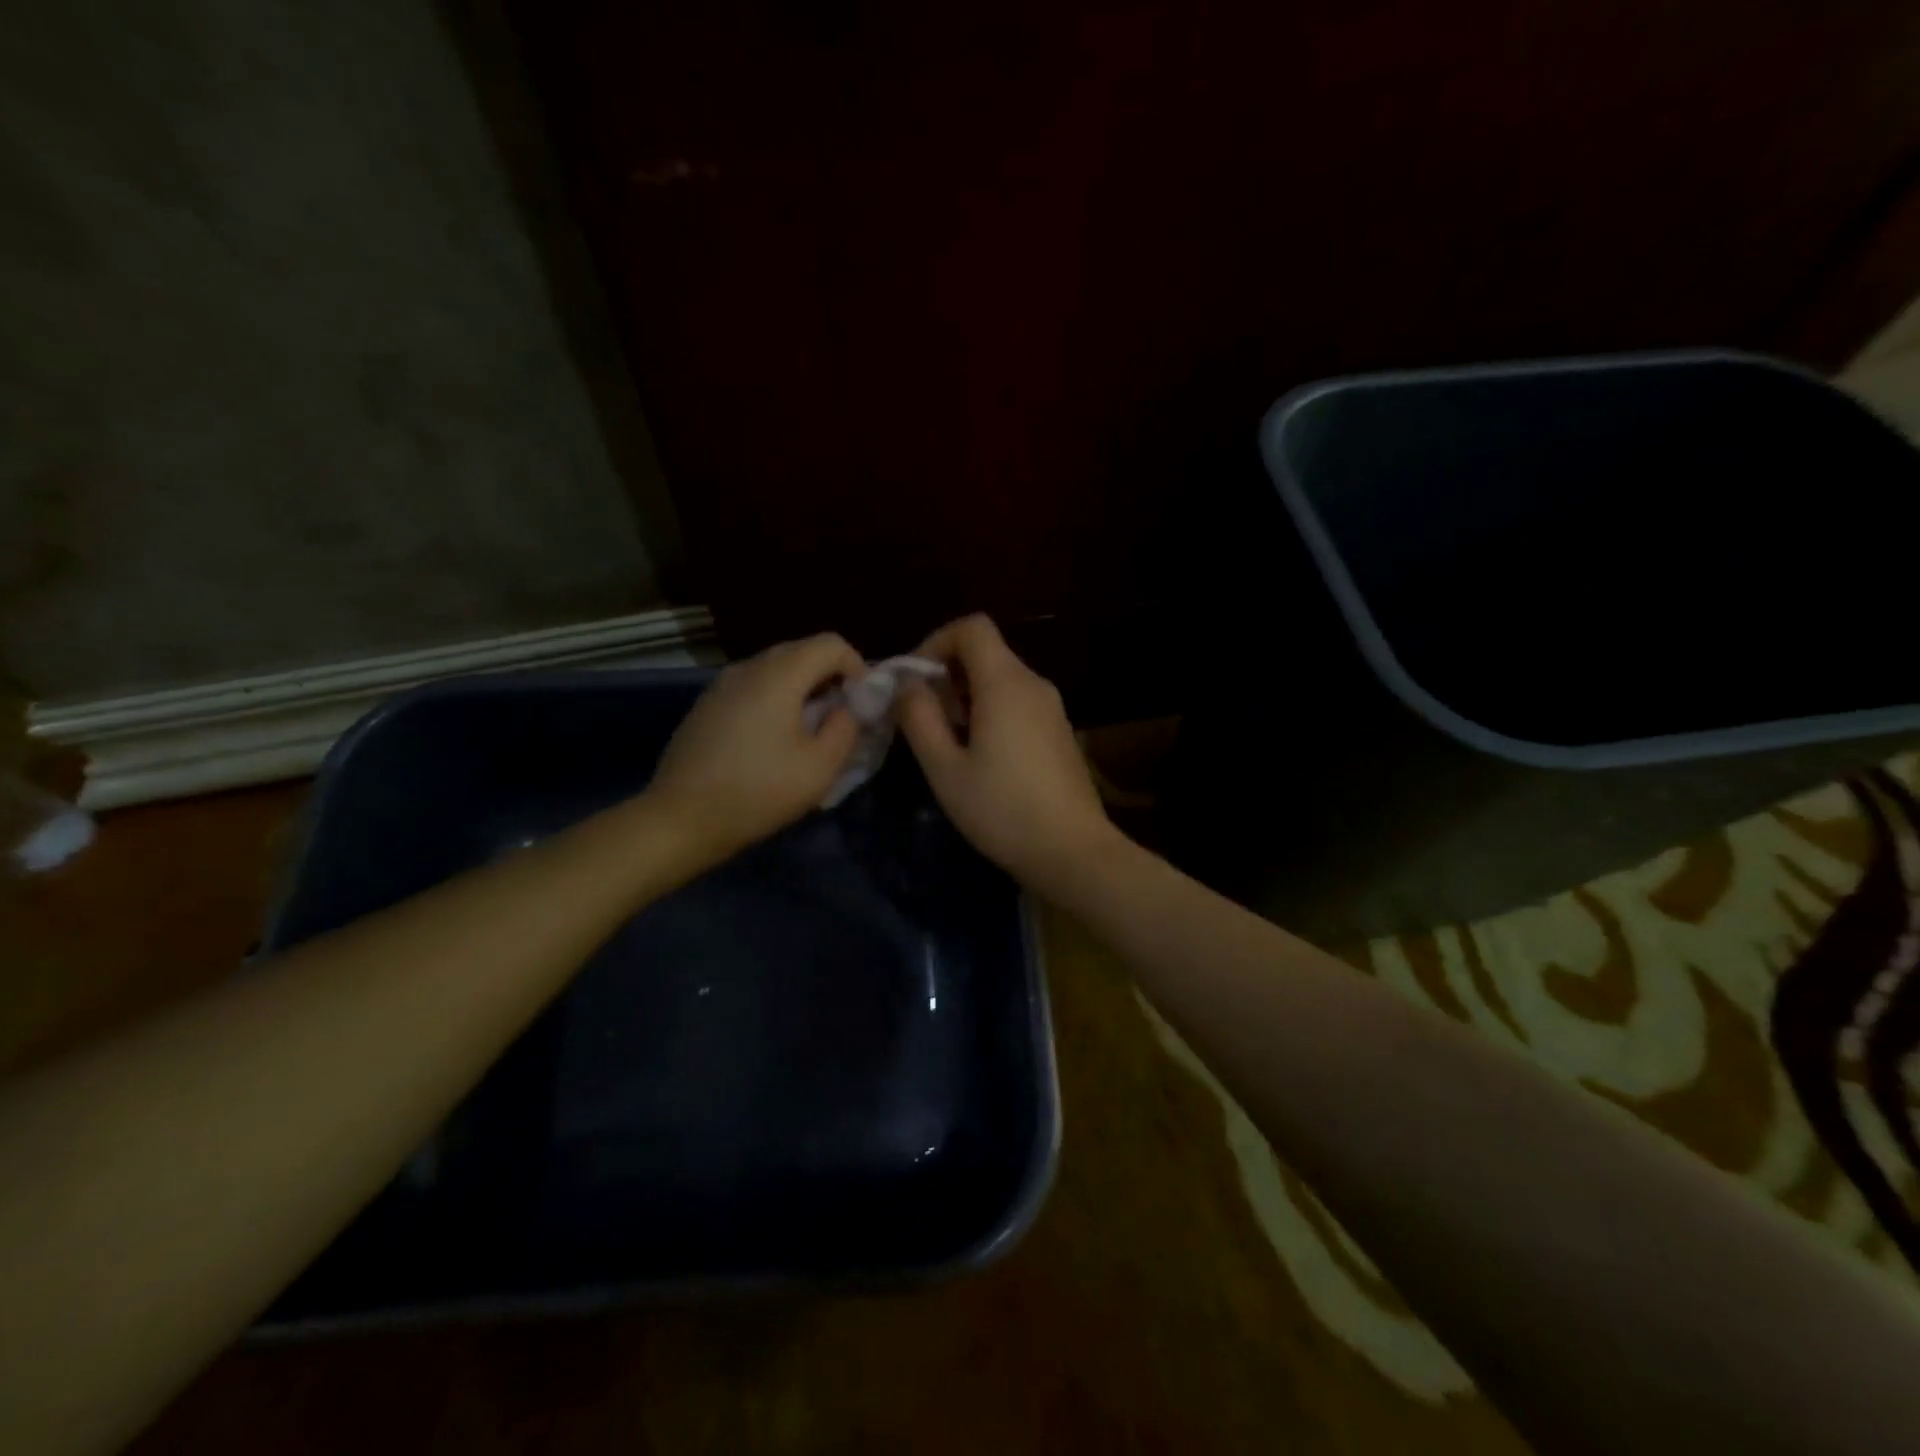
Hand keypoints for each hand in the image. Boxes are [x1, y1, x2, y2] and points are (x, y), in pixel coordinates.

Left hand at [649, 633, 864, 863]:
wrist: (681, 818)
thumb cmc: (759, 792)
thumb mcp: (821, 766)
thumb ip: (848, 726)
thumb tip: (854, 705)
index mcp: (779, 675)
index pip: (831, 644)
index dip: (857, 667)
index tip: (862, 705)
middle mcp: (749, 667)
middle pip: (802, 651)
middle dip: (831, 678)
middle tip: (841, 718)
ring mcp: (722, 684)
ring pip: (776, 669)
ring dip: (803, 690)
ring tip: (810, 731)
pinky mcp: (707, 704)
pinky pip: (753, 687)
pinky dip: (775, 700)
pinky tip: (773, 740)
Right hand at [896, 614, 1116, 894]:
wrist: (1073, 852)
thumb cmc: (1002, 810)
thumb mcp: (945, 769)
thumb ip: (920, 718)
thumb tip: (908, 685)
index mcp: (1005, 683)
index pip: (972, 627)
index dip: (936, 642)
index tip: (915, 682)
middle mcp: (1034, 684)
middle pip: (986, 653)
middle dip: (947, 675)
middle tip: (926, 721)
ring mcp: (1052, 708)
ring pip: (1001, 680)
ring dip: (967, 697)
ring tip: (949, 745)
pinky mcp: (1060, 732)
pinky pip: (1018, 703)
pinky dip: (991, 713)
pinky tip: (982, 758)